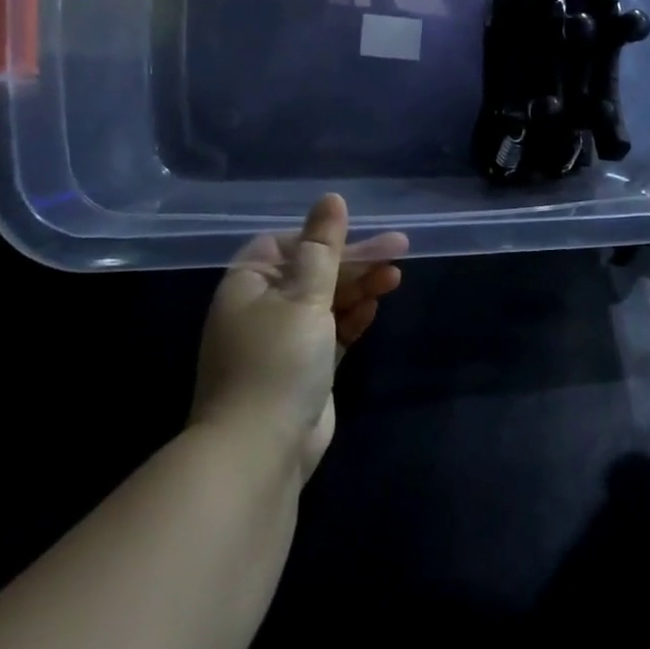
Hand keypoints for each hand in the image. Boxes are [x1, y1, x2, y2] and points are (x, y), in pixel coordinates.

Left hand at [190, 194, 407, 477]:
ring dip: (359, 287)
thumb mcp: (304, 294)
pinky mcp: (304, 368)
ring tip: (396, 276)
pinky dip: (352, 318)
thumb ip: (323, 246)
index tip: (359, 234)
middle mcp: (262, 308)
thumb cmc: (278, 360)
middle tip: (400, 250)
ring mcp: (283, 340)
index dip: (323, 237)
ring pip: (326, 301)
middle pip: (314, 271)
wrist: (261, 450)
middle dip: (354, 261)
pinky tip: (375, 307)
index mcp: (249, 284)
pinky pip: (332, 331)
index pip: (287, 244)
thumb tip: (331, 198)